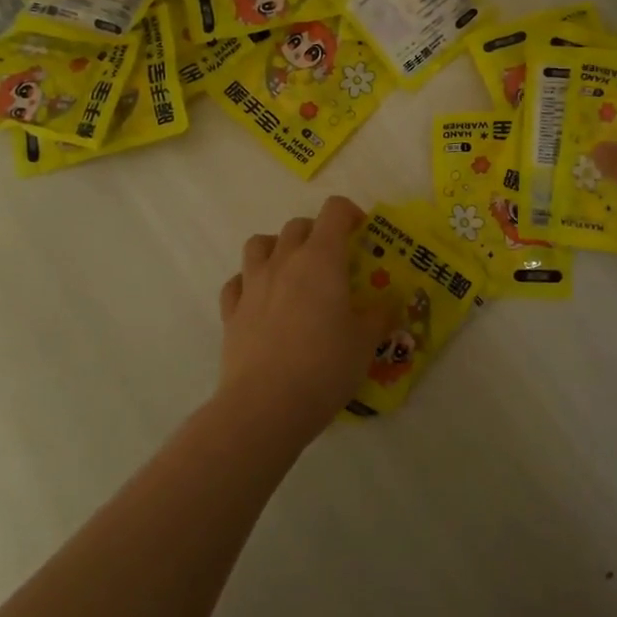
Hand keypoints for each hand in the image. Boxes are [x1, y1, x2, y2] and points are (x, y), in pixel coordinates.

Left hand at [217, 196, 391, 446]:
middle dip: (317, 233)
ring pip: (259, 244)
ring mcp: (252, 285)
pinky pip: (237, 282)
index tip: (361, 231)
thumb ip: (378, 316)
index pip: (333, 212)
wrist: (266, 405)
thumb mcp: (365, 342)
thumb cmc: (325, 366)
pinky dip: (249, 282)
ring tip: (291, 270)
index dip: (349, 213)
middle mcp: (284, 261)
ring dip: (277, 247)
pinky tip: (261, 300)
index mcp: (321, 259)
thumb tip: (386, 305)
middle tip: (332, 260)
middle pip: (297, 226)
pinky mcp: (231, 311)